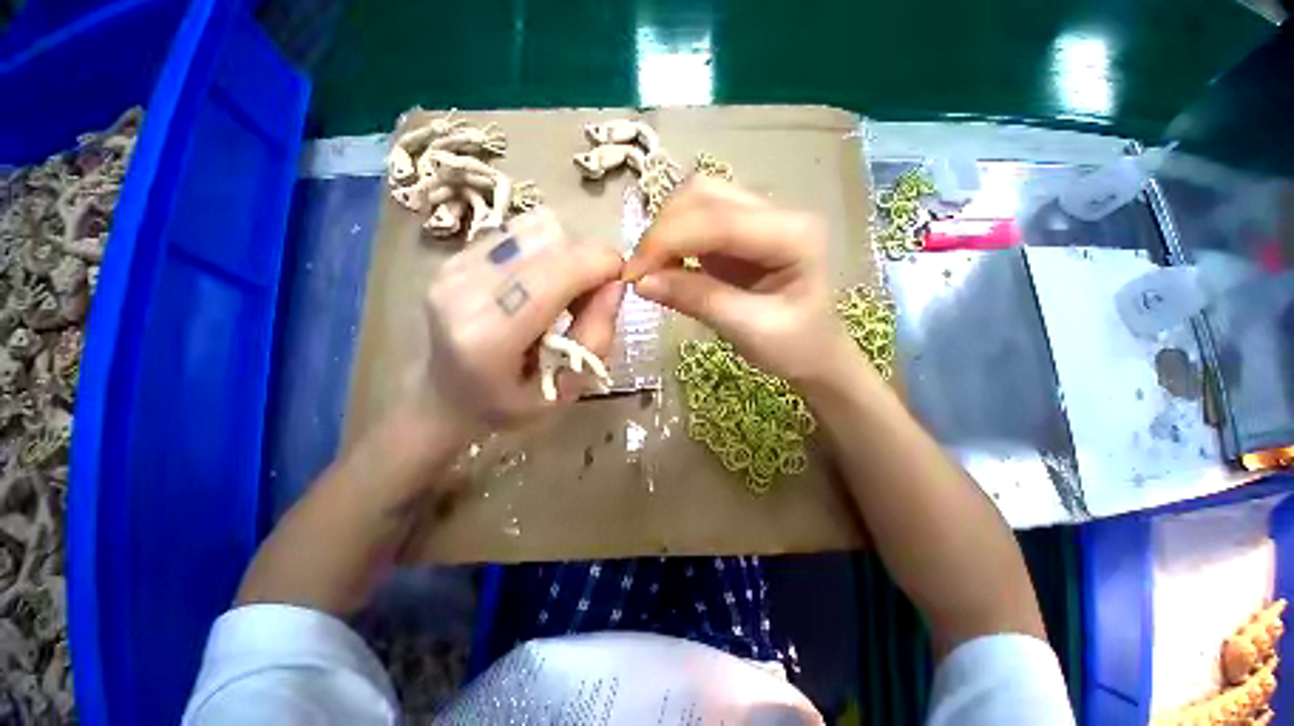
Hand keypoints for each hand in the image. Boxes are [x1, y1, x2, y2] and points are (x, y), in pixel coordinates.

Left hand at [422, 209, 624, 433]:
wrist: (445, 396)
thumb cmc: (508, 405)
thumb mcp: (565, 389)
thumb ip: (595, 336)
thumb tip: (616, 284)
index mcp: (489, 337)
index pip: (552, 276)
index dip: (598, 264)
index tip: (622, 278)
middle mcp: (464, 290)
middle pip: (550, 242)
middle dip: (588, 260)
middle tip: (594, 294)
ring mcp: (454, 266)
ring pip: (538, 229)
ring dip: (567, 255)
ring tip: (565, 291)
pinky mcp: (456, 255)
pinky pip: (521, 231)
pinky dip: (547, 252)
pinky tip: (541, 283)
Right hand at [623, 178, 852, 383]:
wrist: (815, 351)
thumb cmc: (794, 347)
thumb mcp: (748, 330)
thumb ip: (696, 300)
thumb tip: (641, 282)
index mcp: (794, 234)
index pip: (718, 220)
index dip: (667, 241)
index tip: (632, 275)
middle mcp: (777, 212)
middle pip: (703, 194)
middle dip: (662, 231)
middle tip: (640, 274)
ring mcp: (758, 217)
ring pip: (696, 200)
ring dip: (665, 231)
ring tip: (652, 270)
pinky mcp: (740, 231)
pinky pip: (696, 219)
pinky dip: (673, 239)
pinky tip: (665, 265)